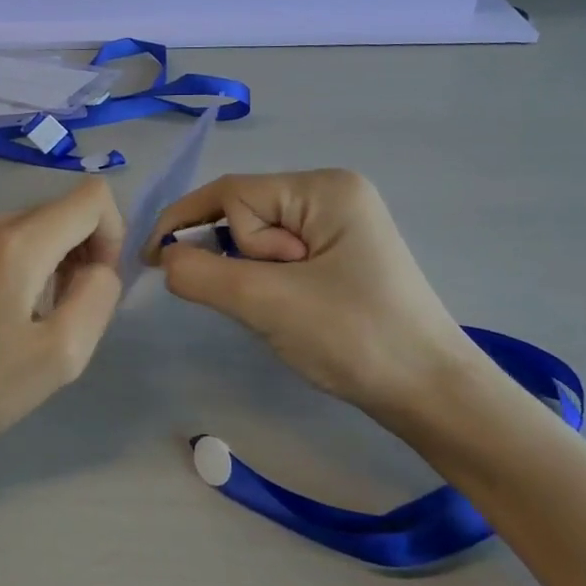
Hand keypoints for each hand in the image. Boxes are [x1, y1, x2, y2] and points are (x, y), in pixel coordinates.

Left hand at [0, 178, 124, 448]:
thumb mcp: (63, 352)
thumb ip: (98, 296)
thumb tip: (100, 268)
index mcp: (19, 242)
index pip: (92, 197)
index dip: (113, 236)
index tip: (98, 285)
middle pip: (64, 210)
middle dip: (86, 251)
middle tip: (73, 309)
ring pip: (38, 226)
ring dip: (59, 260)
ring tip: (42, 316)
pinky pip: (9, 241)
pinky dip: (30, 264)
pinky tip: (12, 313)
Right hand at [146, 170, 491, 431]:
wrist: (433, 396)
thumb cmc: (356, 339)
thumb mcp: (268, 303)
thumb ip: (203, 274)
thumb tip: (165, 258)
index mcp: (324, 188)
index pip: (233, 193)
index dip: (186, 221)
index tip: (152, 261)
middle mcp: (333, 194)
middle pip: (246, 213)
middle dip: (240, 258)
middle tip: (274, 301)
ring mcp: (340, 225)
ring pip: (259, 240)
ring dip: (255, 276)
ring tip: (288, 311)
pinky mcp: (341, 255)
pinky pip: (280, 257)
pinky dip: (269, 283)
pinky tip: (292, 310)